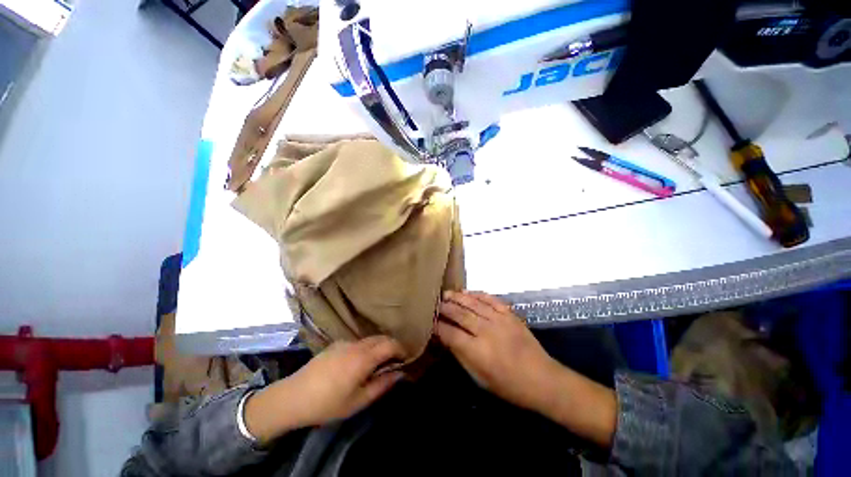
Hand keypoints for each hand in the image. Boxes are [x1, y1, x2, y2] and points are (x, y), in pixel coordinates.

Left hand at [245, 336, 404, 442]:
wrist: (293, 397)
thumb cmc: (327, 403)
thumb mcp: (358, 401)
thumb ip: (381, 385)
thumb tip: (400, 374)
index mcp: (363, 358)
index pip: (390, 344)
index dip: (401, 349)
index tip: (405, 359)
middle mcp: (356, 345)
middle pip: (381, 337)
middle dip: (392, 345)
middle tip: (395, 361)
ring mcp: (344, 342)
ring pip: (369, 338)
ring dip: (379, 345)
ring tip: (378, 362)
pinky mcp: (335, 344)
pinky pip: (358, 341)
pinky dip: (367, 347)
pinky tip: (359, 362)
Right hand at [435, 291, 561, 411]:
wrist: (543, 380)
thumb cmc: (509, 386)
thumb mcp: (480, 378)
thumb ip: (462, 355)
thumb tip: (446, 339)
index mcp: (477, 351)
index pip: (450, 333)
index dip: (438, 326)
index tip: (429, 320)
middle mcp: (486, 331)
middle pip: (460, 314)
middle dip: (445, 307)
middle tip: (435, 302)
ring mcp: (499, 320)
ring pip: (474, 304)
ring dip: (458, 297)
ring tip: (447, 293)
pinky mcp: (510, 314)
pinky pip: (491, 299)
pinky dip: (478, 294)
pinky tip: (469, 292)